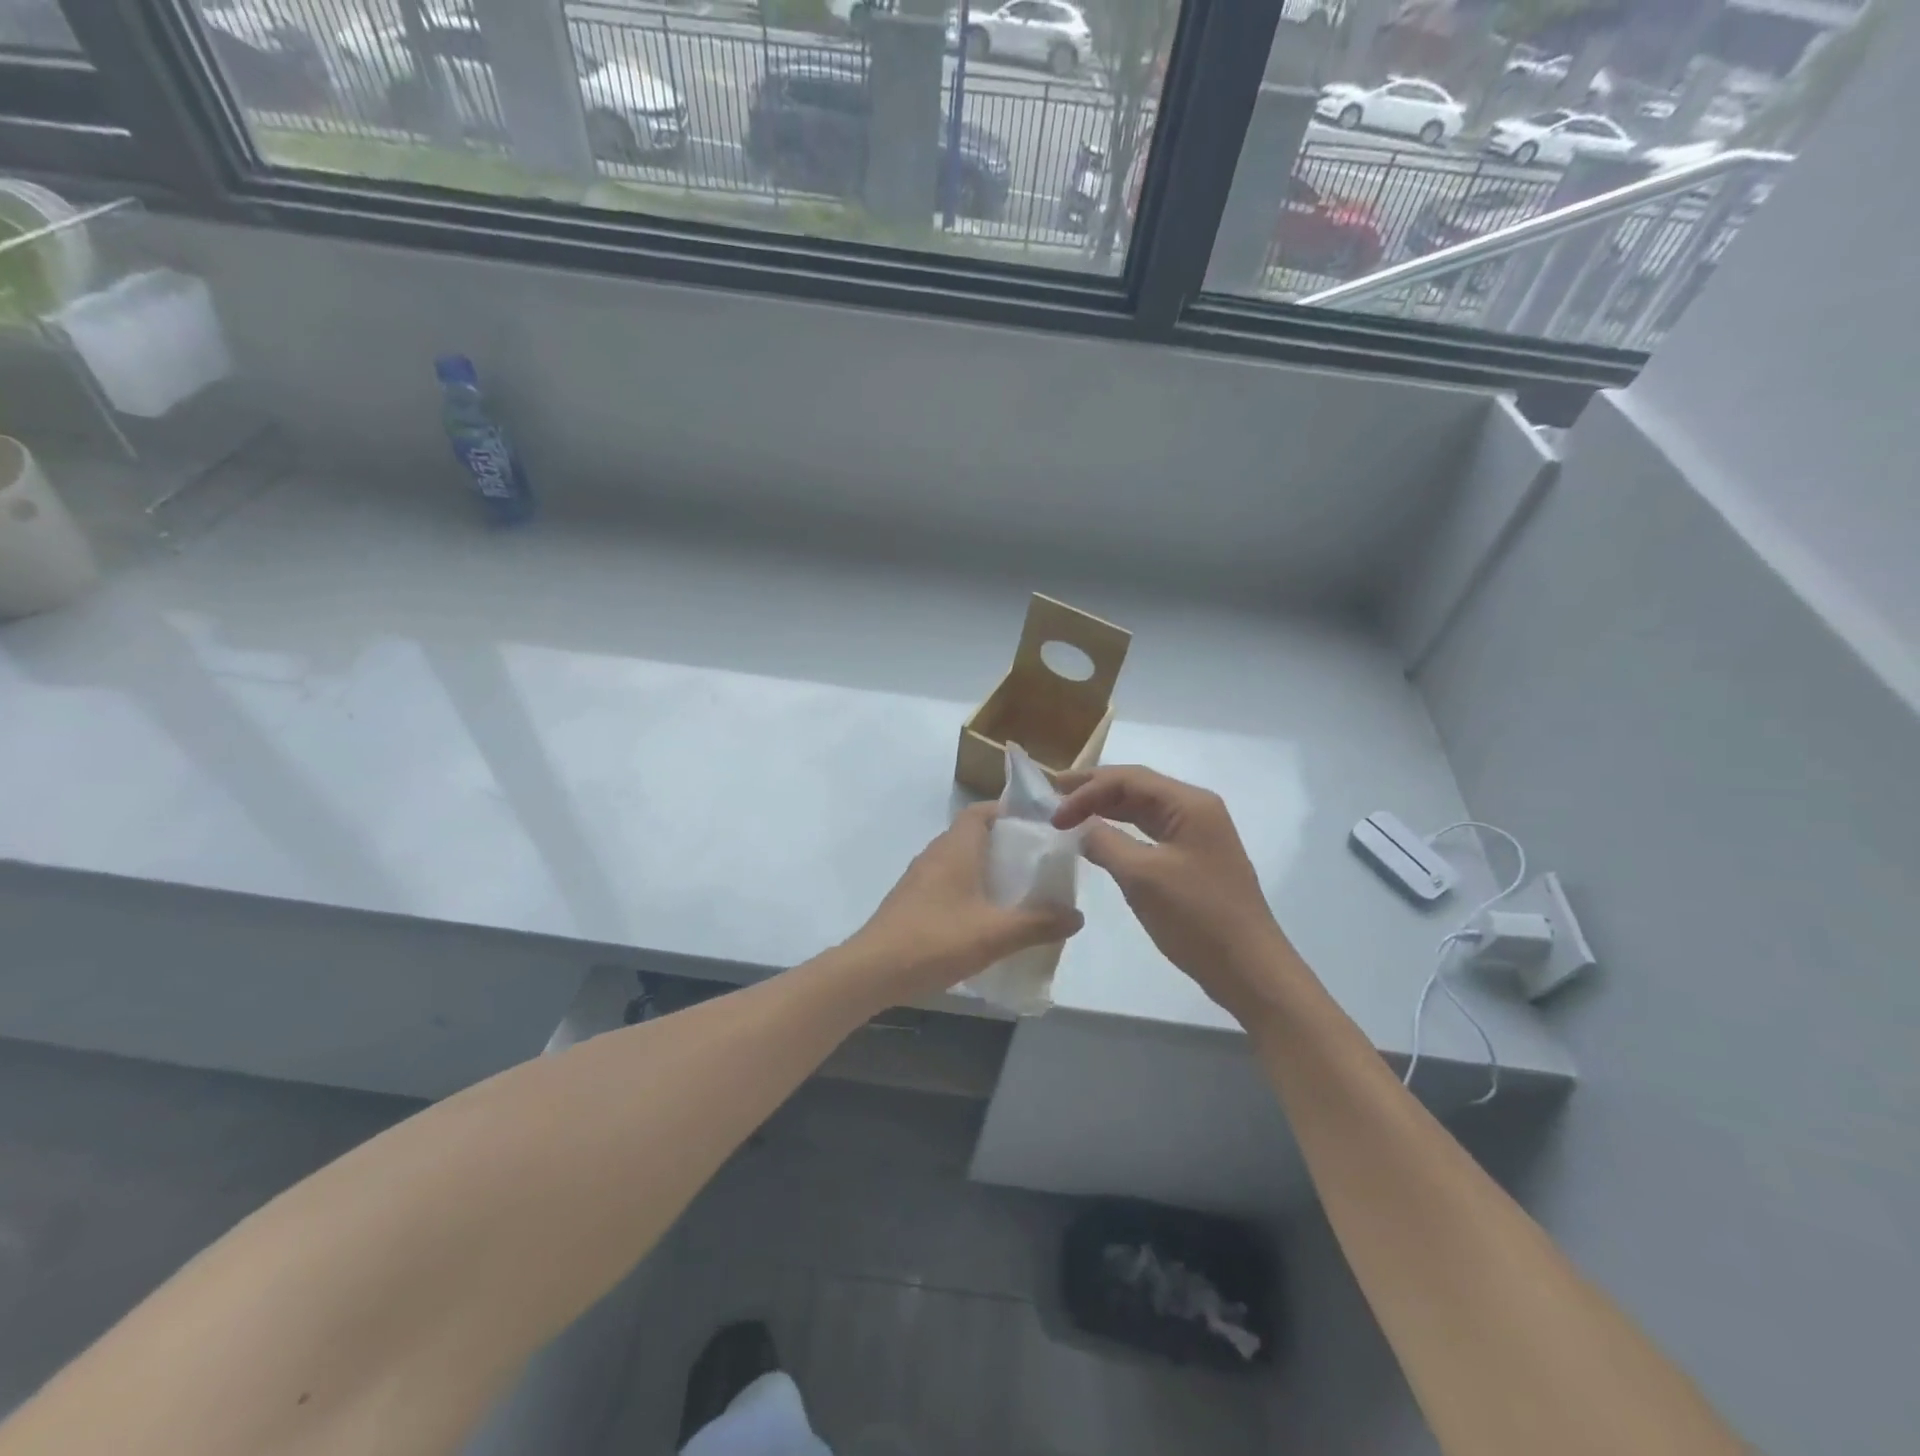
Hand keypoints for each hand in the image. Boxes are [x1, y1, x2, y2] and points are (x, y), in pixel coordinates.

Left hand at [845, 804, 1083, 1002]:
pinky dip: (969, 890)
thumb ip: (1038, 923)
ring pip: (960, 861)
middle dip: (1006, 845)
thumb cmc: (935, 940)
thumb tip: (1077, 915)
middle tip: (1038, 864)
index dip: (1009, 812)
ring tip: (1018, 892)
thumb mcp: (995, 934)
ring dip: (987, 870)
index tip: (1038, 827)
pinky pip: (947, 883)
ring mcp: (919, 878)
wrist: (872, 971)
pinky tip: (985, 919)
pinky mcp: (911, 901)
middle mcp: (935, 854)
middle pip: (974, 835)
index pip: (981, 811)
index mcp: (955, 848)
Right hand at [1052, 766, 1297, 1015]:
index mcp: (1189, 804)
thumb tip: (1081, 829)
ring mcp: (1197, 835)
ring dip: (1106, 809)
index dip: (1087, 790)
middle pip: (1137, 787)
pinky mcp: (1193, 859)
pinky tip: (1100, 840)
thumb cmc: (1196, 917)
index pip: (1129, 779)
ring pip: (1143, 810)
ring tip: (1070, 813)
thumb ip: (1105, 843)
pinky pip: (1150, 833)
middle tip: (1054, 797)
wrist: (1249, 968)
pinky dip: (1122, 832)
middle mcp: (1195, 810)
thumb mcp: (1142, 877)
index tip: (1054, 815)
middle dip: (1094, 790)